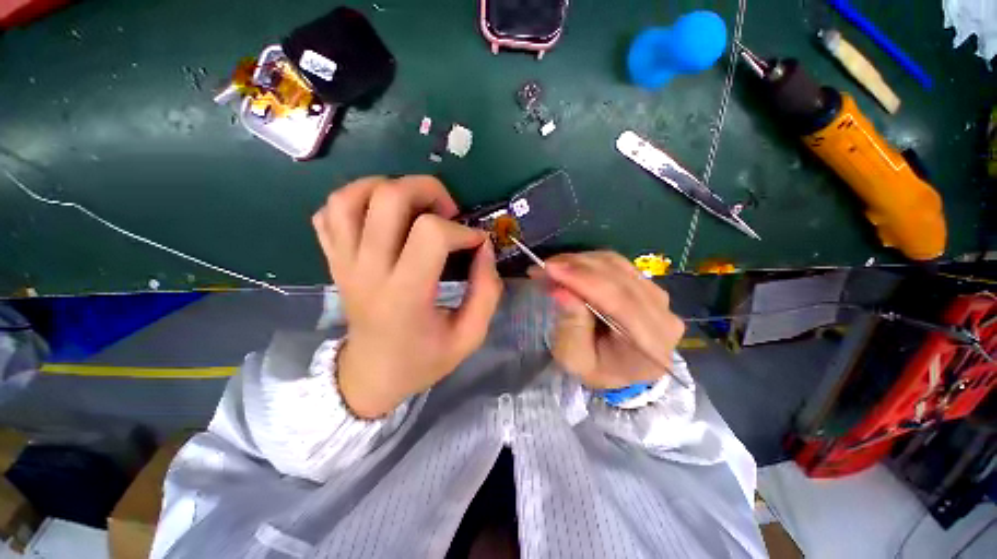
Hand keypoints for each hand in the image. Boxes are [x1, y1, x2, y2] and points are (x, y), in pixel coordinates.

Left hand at [313, 176, 501, 418]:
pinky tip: (381, 217)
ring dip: (389, 187)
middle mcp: (368, 270)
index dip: (463, 231)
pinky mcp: (333, 260)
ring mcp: (343, 262)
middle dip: (428, 190)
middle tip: (447, 213)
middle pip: (388, 198)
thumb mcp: (469, 336)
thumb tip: (484, 248)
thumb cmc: (423, 359)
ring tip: (414, 206)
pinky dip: (356, 200)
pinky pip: (330, 212)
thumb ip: (487, 291)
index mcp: (405, 294)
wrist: (370, 376)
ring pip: (350, 196)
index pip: (431, 234)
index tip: (476, 244)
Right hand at [529, 251, 684, 389]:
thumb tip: (562, 290)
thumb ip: (571, 327)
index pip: (620, 301)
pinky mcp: (649, 285)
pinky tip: (570, 267)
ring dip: (581, 262)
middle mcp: (663, 316)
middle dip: (577, 267)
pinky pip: (618, 265)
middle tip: (544, 267)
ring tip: (554, 267)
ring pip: (618, 265)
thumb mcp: (575, 359)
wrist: (619, 370)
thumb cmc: (596, 369)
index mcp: (650, 345)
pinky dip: (590, 262)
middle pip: (619, 278)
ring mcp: (659, 298)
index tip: (550, 268)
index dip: (584, 280)